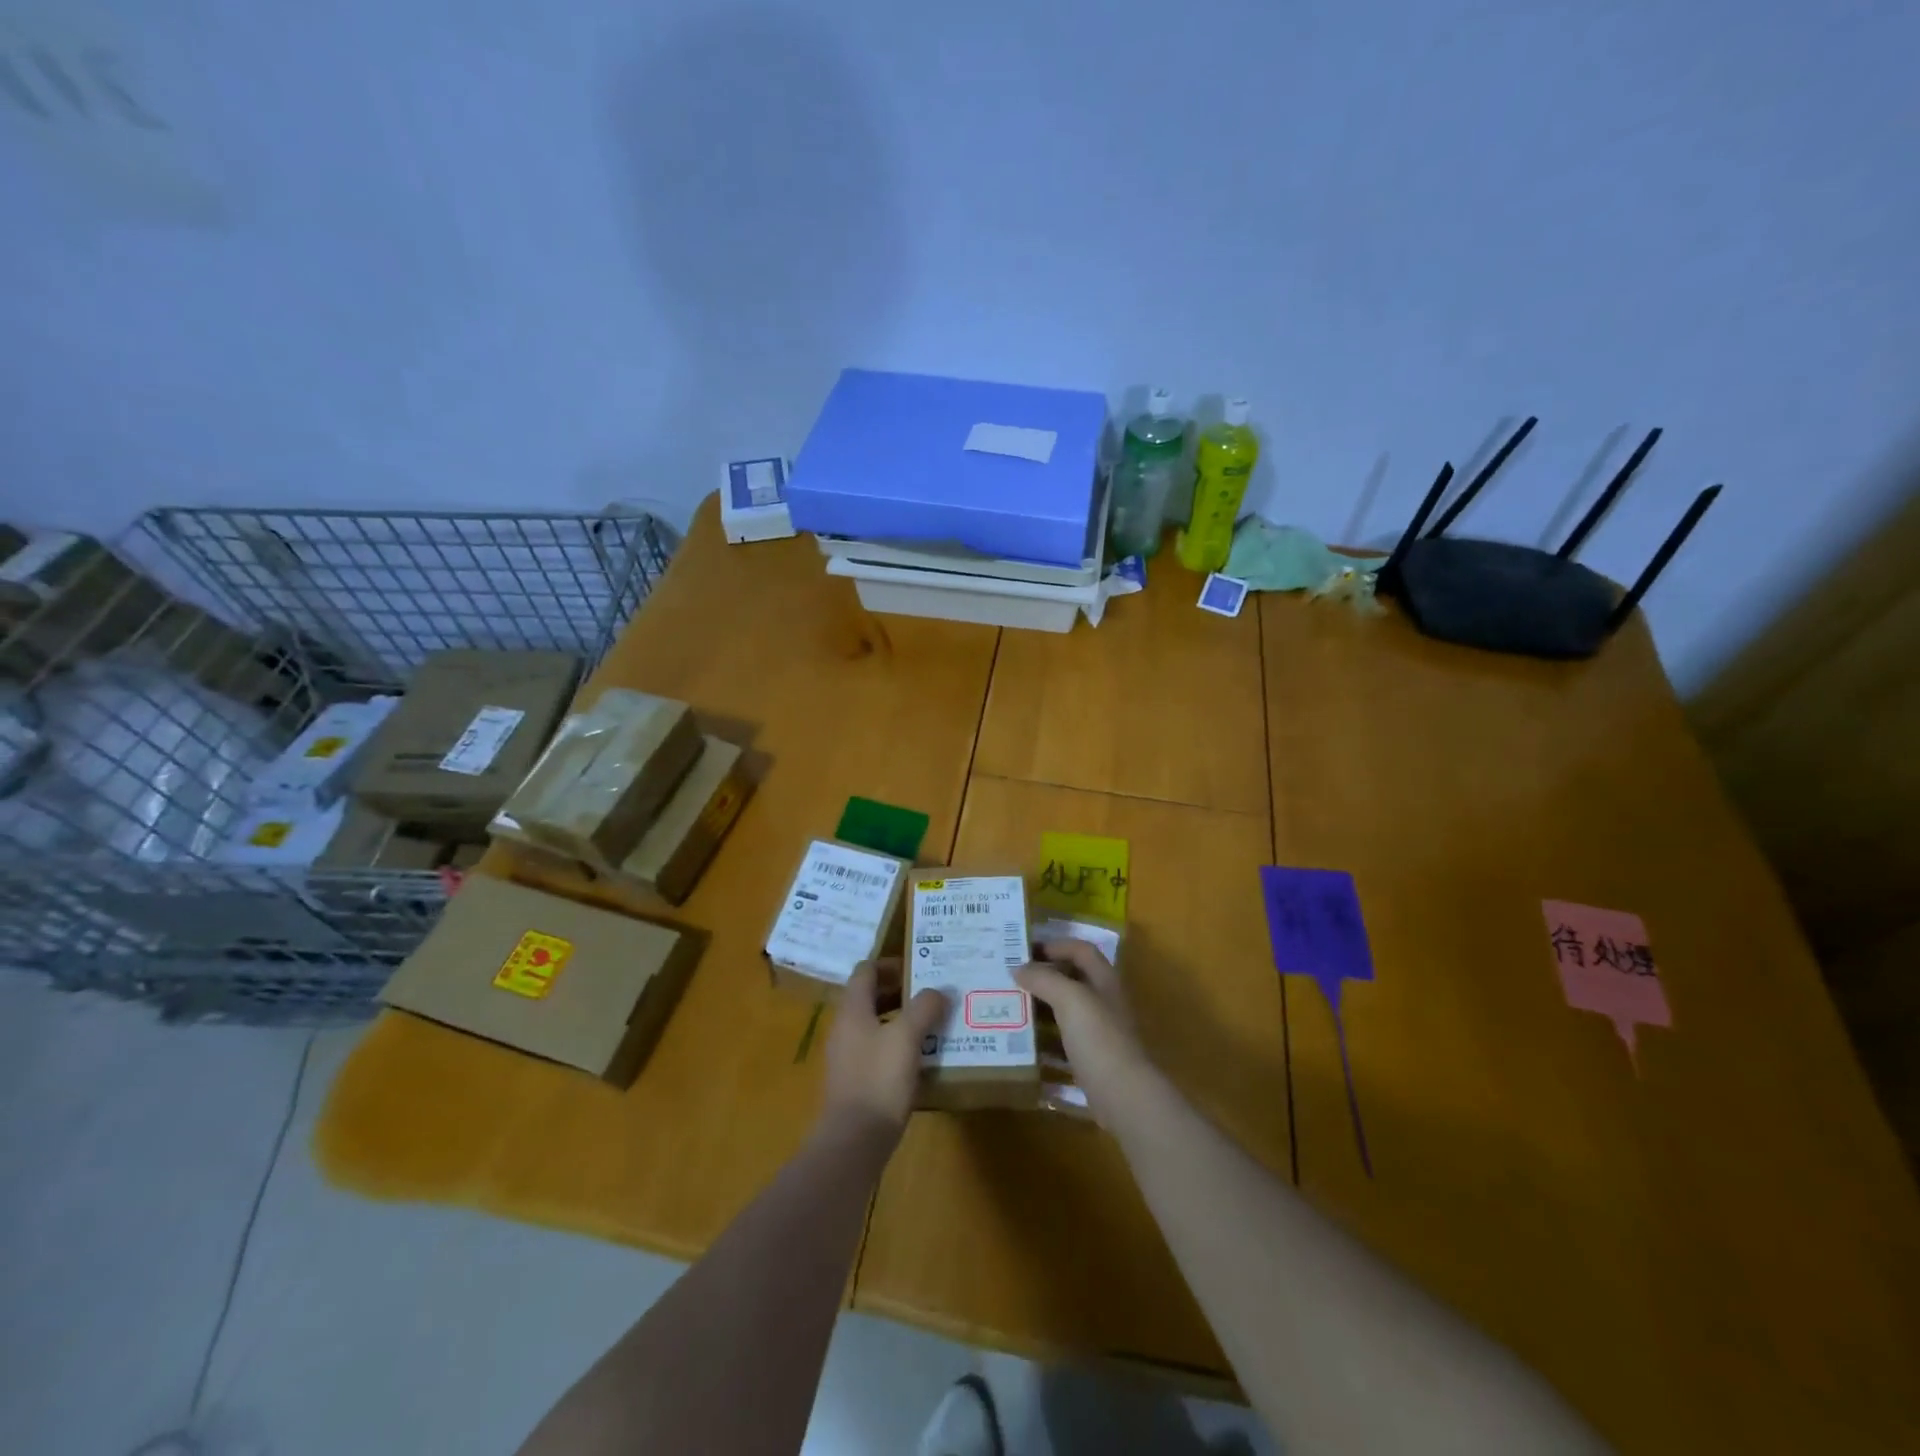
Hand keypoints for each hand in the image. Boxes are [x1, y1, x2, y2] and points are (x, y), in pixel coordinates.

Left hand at [822, 959, 947, 1137]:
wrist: (854, 1141)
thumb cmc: (879, 1079)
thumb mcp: (907, 1037)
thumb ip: (924, 1008)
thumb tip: (939, 990)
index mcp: (852, 1010)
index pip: (866, 971)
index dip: (891, 964)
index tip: (920, 967)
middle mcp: (845, 1027)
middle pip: (870, 997)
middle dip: (901, 991)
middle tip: (933, 993)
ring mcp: (848, 1056)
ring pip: (876, 1024)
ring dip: (902, 1019)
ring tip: (935, 1023)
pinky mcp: (856, 1081)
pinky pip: (878, 1050)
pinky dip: (898, 1045)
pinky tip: (923, 1057)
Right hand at [1015, 938, 1147, 1118]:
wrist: (1124, 1095)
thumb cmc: (1098, 1038)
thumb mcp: (1069, 999)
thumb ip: (1044, 979)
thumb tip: (1019, 968)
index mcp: (1104, 980)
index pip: (1080, 949)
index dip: (1055, 945)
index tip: (1024, 952)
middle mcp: (1104, 1001)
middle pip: (1072, 979)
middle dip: (1043, 978)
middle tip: (1011, 980)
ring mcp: (1100, 1032)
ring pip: (1066, 1012)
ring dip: (1041, 1009)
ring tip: (1011, 1010)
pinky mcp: (1092, 1060)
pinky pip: (1064, 1043)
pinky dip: (1045, 1042)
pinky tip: (1024, 1046)